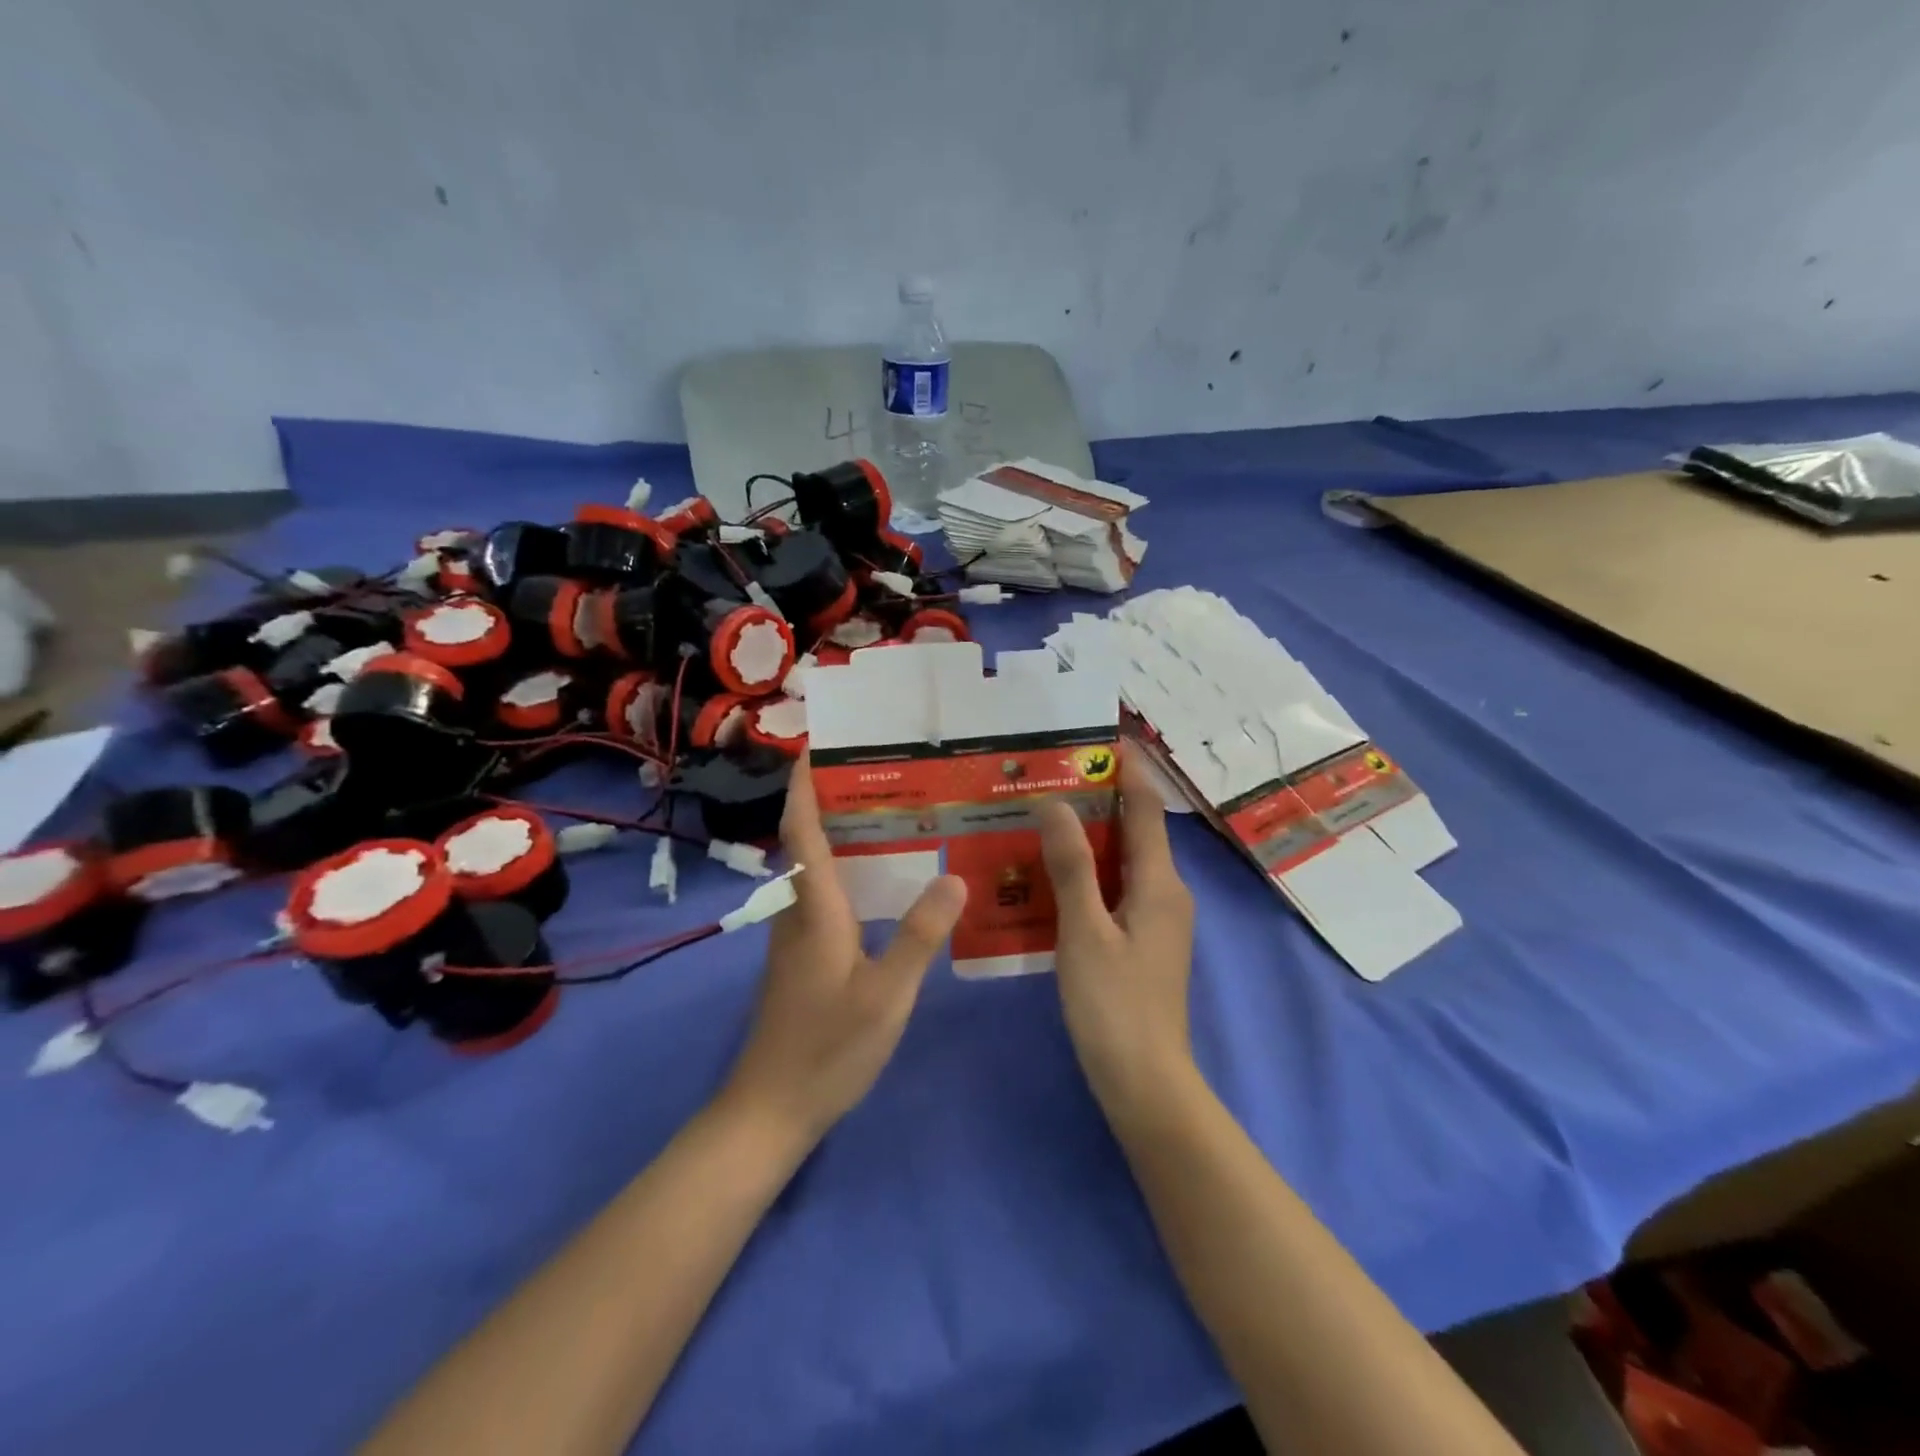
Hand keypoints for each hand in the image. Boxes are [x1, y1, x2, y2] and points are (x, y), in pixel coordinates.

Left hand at [721, 758, 967, 1143]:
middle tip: (883, 769)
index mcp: (815, 908)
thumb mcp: (886, 994)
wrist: (771, 1109)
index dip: (805, 785)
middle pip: (808, 840)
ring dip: (841, 833)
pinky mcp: (804, 957)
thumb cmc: (827, 1047)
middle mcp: (801, 911)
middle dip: (832, 799)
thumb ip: (919, 936)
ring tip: (892, 812)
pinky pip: (825, 895)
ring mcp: (798, 936)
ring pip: (817, 868)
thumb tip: (956, 878)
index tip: (817, 745)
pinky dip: (848, 870)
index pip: (802, 830)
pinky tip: (885, 881)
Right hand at [1038, 754, 1196, 1115]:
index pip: (1147, 809)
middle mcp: (1167, 892)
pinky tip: (1056, 870)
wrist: (1145, 1082)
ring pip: (1125, 860)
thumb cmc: (1114, 1005)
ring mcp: (1158, 919)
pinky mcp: (1144, 940)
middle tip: (1056, 772)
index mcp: (1160, 883)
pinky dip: (1092, 868)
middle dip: (1103, 797)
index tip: (1105, 735)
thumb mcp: (1084, 931)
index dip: (1130, 769)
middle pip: (1136, 830)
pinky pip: (1118, 887)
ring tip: (1048, 810)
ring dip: (1093, 833)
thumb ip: (1071, 866)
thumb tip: (1056, 803)